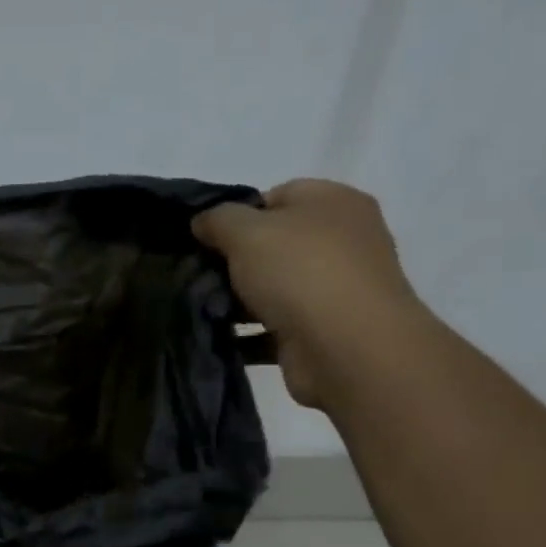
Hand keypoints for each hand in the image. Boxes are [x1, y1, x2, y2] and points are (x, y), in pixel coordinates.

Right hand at [193, 179, 425, 409]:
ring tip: (203, 309)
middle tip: (199, 276)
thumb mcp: (247, 232)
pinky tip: (221, 338)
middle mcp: (343, 241)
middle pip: (275, 244)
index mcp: (334, 202)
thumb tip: (202, 221)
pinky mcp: (324, 331)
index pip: (277, 197)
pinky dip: (250, 334)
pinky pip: (276, 327)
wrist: (347, 350)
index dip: (237, 215)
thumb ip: (218, 219)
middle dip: (235, 261)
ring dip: (239, 300)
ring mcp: (336, 289)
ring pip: (274, 288)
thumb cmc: (300, 273)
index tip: (206, 240)